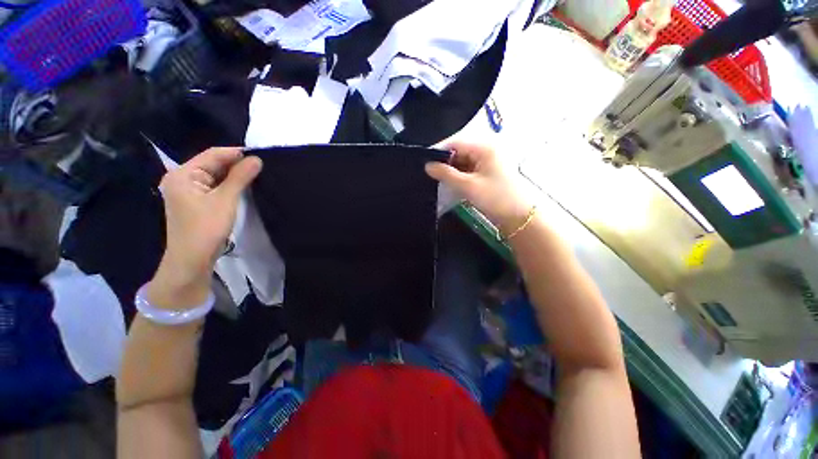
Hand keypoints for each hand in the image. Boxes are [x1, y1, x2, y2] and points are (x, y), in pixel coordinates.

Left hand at [148, 147, 262, 307]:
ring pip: (214, 175)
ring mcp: (186, 190)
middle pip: (211, 164)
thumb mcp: (226, 200)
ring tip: (255, 174)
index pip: (212, 155)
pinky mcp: (194, 201)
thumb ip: (240, 177)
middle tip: (260, 166)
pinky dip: (227, 184)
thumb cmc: (206, 228)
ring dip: (233, 175)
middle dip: (235, 164)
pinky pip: (213, 186)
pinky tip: (242, 185)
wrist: (192, 259)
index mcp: (183, 174)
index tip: (260, 155)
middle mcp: (181, 178)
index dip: (236, 153)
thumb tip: (257, 159)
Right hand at [425, 141, 532, 235]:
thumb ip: (446, 174)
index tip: (423, 161)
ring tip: (436, 178)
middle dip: (444, 162)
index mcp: (484, 148)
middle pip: (459, 152)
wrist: (519, 216)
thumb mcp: (468, 186)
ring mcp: (487, 162)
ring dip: (451, 170)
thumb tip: (427, 165)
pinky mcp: (487, 173)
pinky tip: (449, 183)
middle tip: (428, 172)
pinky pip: (468, 170)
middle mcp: (486, 151)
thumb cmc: (495, 197)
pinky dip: (459, 176)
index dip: (438, 151)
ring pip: (463, 162)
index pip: (456, 143)